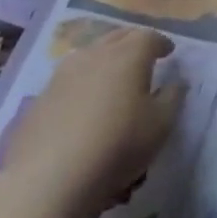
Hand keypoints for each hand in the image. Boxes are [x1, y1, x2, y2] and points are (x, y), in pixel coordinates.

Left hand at [0, 26, 186, 217]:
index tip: (169, 53)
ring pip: (90, 54)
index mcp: (129, 54)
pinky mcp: (40, 98)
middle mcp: (96, 54)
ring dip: (104, 58)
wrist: (47, 181)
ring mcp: (63, 74)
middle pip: (118, 37)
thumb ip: (173, 97)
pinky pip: (68, 79)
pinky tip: (82, 103)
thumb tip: (176, 82)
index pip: (150, 37)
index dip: (162, 44)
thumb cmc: (116, 146)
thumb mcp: (160, 125)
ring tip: (111, 76)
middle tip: (143, 56)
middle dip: (134, 43)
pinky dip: (82, 82)